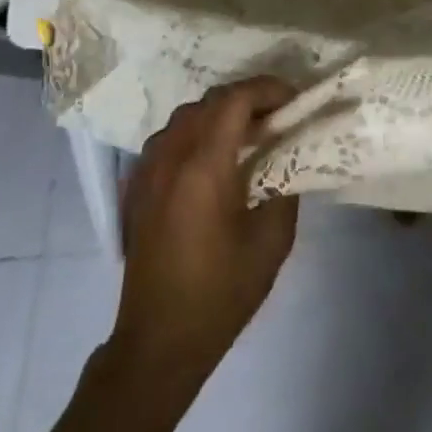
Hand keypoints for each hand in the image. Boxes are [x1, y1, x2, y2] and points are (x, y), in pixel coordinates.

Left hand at [109, 76, 300, 388]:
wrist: (158, 342)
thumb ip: (285, 188)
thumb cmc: (220, 294)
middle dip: (247, 99)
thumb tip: (288, 159)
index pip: (235, 100)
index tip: (294, 100)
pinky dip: (196, 132)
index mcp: (203, 168)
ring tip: (248, 134)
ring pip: (185, 116)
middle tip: (277, 117)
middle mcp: (170, 157)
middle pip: (209, 102)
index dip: (267, 89)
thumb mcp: (271, 242)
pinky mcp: (137, 188)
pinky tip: (213, 159)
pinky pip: (168, 139)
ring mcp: (147, 171)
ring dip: (219, 114)